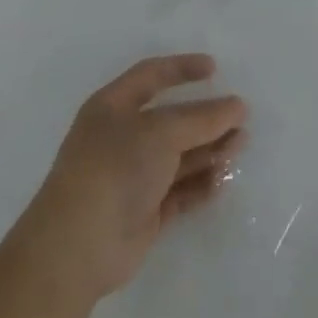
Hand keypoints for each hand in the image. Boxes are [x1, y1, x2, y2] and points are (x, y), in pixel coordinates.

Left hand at [18, 54, 248, 302]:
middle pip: (173, 120)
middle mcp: (121, 138)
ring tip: (239, 148)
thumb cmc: (115, 169)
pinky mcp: (143, 212)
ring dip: (210, 150)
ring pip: (180, 156)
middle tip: (240, 119)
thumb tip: (238, 106)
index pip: (151, 76)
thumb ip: (203, 117)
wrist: (76, 248)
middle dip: (207, 119)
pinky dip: (201, 184)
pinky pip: (179, 190)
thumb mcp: (162, 131)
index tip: (215, 69)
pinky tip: (222, 181)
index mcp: (113, 108)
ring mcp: (132, 177)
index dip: (182, 69)